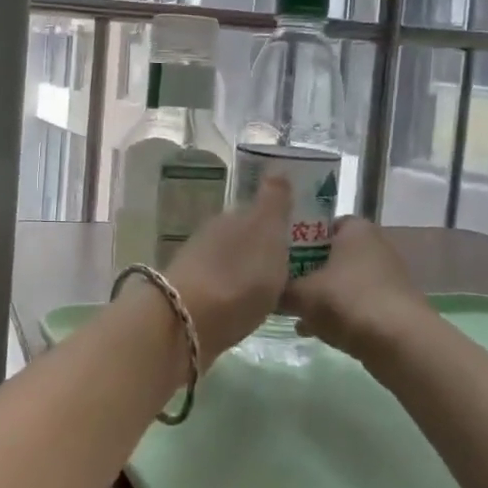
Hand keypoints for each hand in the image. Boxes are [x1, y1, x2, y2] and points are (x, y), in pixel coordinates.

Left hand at [164, 178, 293, 361]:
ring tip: (276, 291)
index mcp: (232, 218)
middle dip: (263, 248)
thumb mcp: (266, 231)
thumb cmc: (238, 275)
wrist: (187, 322)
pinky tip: (249, 308)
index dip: (278, 223)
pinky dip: (236, 295)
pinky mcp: (192, 298)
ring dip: (249, 273)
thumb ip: (274, 201)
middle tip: (293, 267)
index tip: (300, 238)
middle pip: (243, 238)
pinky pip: (223, 289)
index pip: (258, 212)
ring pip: (231, 263)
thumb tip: (276, 166)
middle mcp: (212, 236)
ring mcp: (198, 267)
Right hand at [284, 217, 431, 360]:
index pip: (318, 223)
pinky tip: (311, 330)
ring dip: (317, 294)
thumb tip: (264, 291)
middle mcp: (373, 245)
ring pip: (340, 280)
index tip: (274, 255)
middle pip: (328, 253)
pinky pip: (353, 302)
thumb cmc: (347, 301)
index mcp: (354, 229)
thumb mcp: (300, 294)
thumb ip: (278, 289)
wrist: (401, 344)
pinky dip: (335, 313)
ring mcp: (385, 276)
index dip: (294, 237)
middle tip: (278, 284)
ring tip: (291, 312)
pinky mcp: (391, 304)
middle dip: (303, 270)